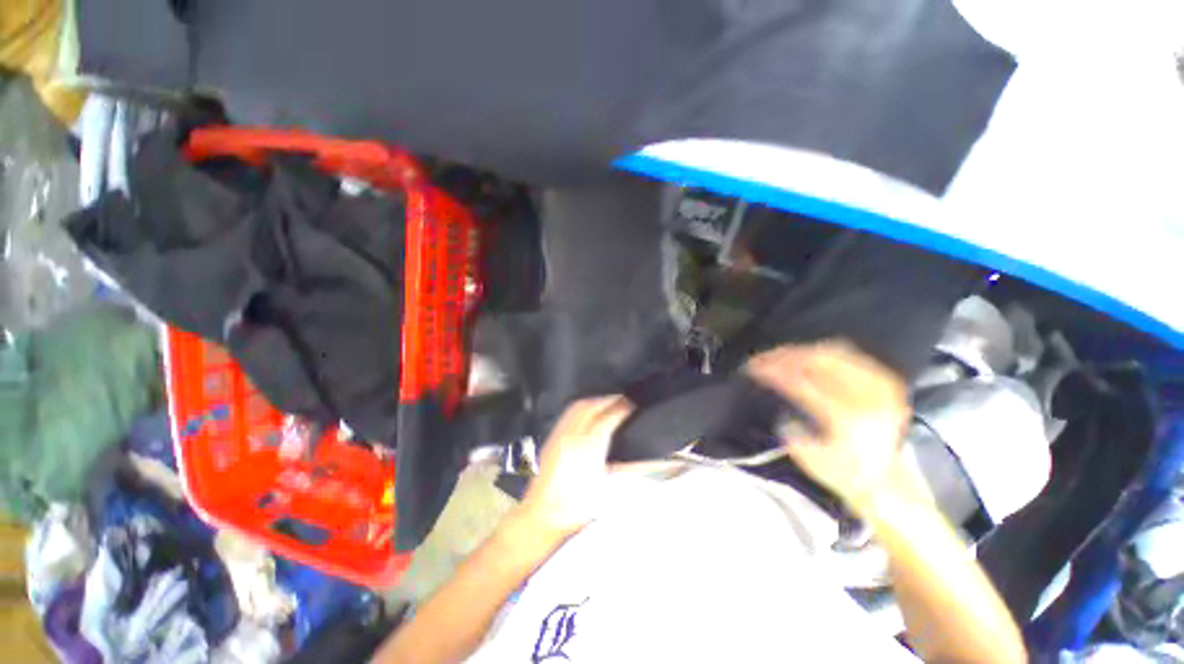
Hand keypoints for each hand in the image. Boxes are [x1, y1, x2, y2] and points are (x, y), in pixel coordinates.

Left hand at [515, 396, 633, 538]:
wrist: (541, 514)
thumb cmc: (575, 507)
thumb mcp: (604, 490)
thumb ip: (623, 469)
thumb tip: (639, 458)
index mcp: (588, 450)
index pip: (607, 419)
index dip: (621, 408)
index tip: (631, 404)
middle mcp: (572, 437)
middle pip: (592, 406)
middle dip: (609, 399)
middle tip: (623, 398)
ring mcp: (560, 435)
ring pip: (579, 406)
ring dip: (596, 400)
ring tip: (608, 401)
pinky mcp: (552, 438)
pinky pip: (568, 412)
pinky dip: (582, 406)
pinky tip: (588, 410)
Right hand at [747, 342, 910, 512]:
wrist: (890, 480)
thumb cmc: (845, 472)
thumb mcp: (812, 462)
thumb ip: (793, 435)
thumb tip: (783, 413)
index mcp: (847, 419)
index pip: (802, 383)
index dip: (774, 371)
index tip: (753, 368)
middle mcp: (866, 397)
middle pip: (817, 362)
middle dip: (783, 356)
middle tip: (760, 358)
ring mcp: (879, 386)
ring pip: (832, 353)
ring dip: (799, 351)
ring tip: (777, 354)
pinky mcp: (884, 381)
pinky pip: (848, 355)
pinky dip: (821, 351)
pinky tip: (805, 354)